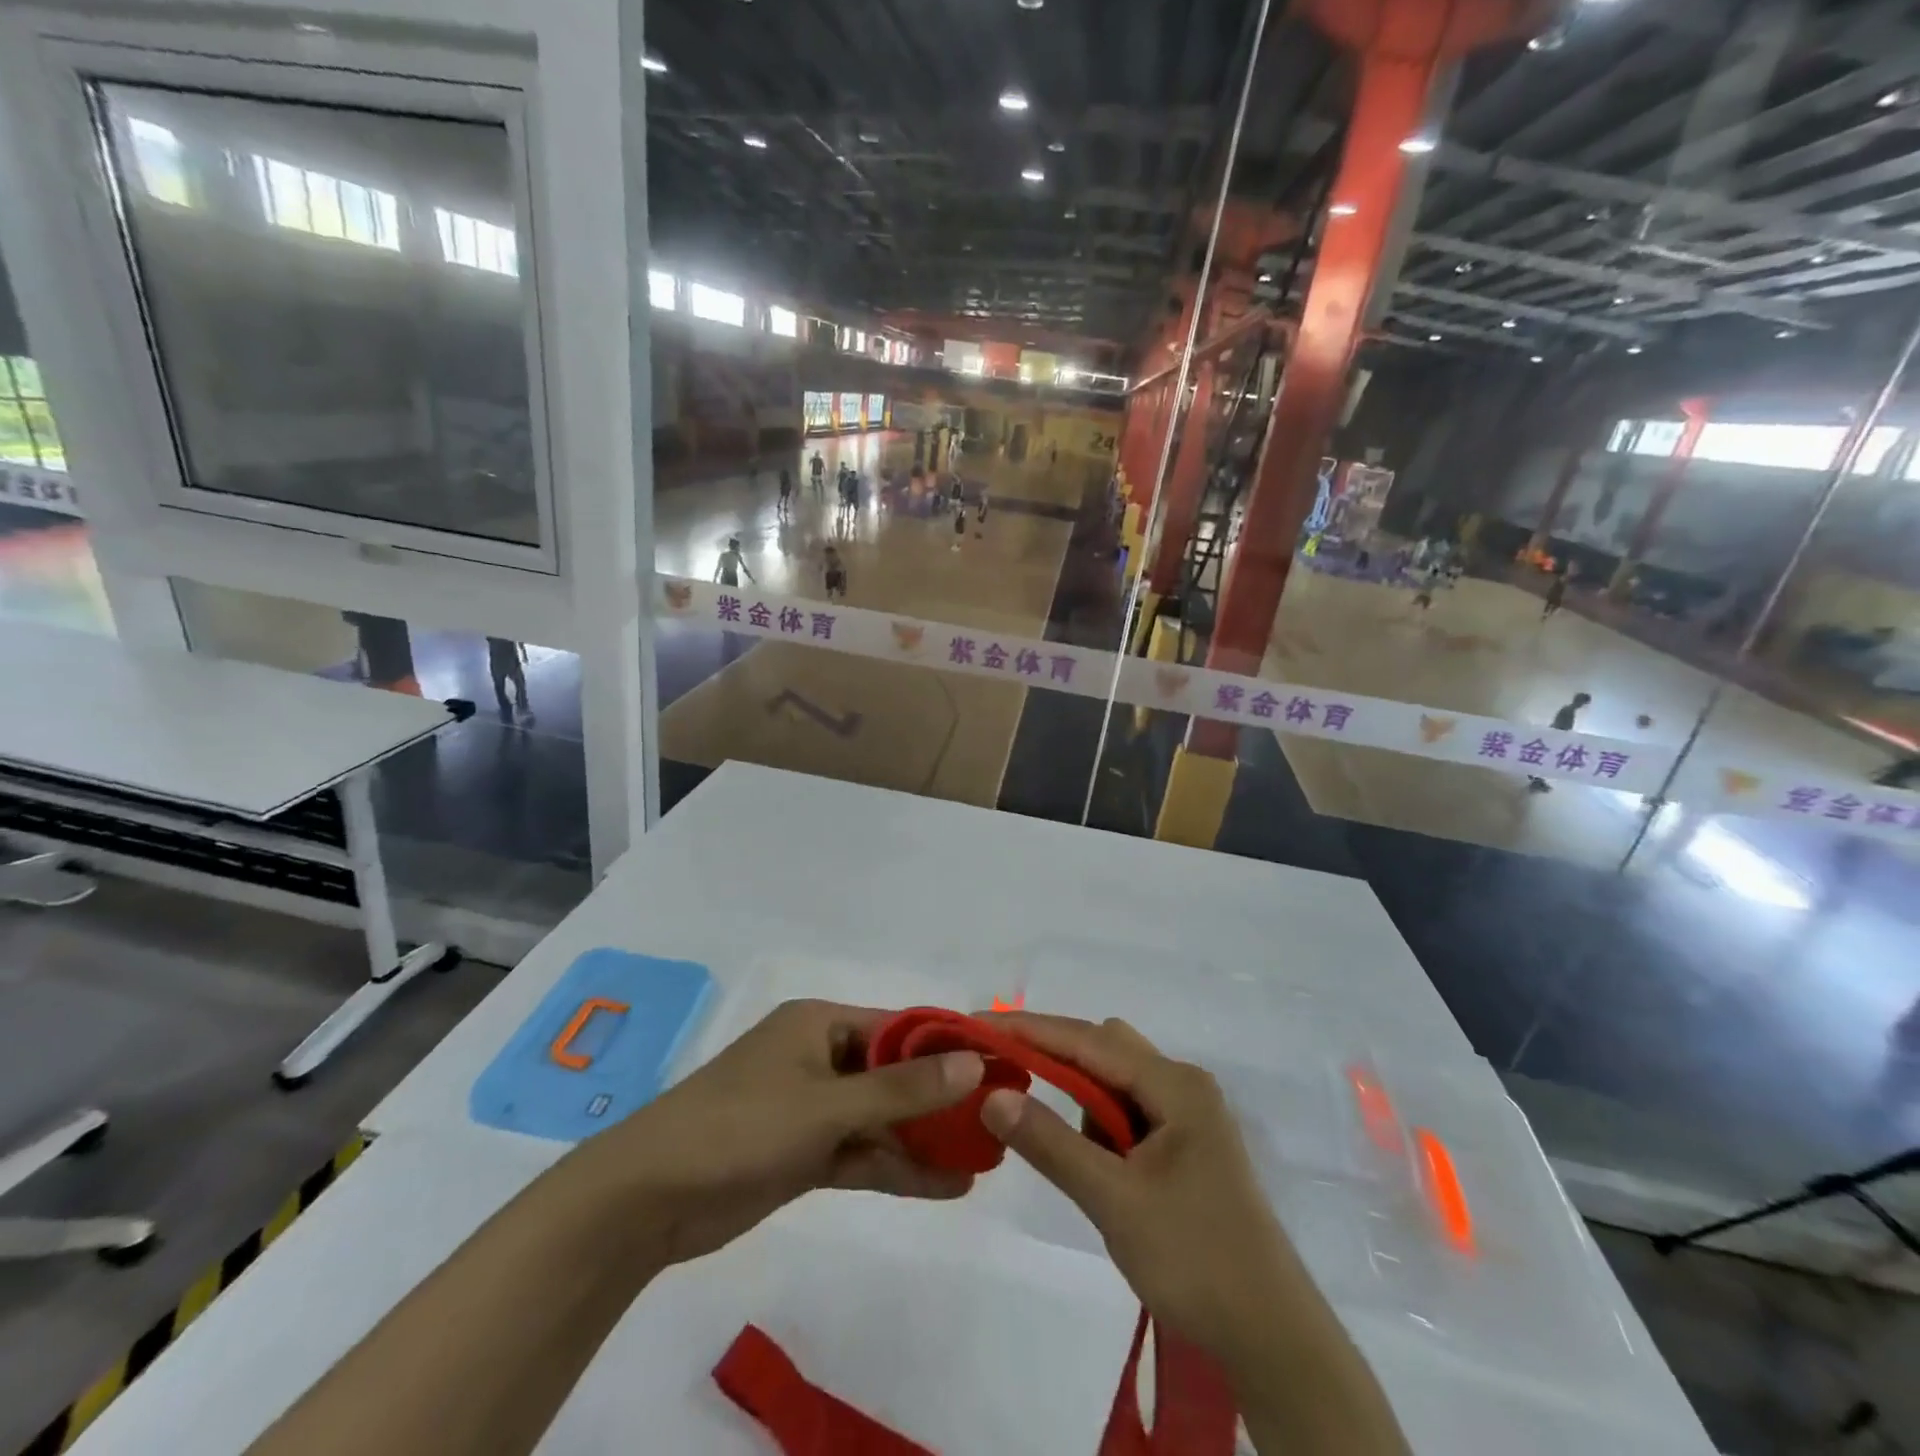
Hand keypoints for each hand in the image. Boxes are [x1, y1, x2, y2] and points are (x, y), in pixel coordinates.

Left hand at [584, 999, 984, 1269]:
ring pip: (880, 1118)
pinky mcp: (802, 1153)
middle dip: (940, 1098)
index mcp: (820, 1023)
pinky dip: (897, 1168)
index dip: (947, 1046)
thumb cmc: (741, 1125)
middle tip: (997, 1119)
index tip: (996, 1065)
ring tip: (983, 1158)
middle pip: (893, 1074)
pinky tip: (945, 1185)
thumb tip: (972, 1063)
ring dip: (924, 1139)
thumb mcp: (826, 1104)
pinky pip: (861, 1154)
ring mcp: (810, 1108)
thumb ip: (900, 1089)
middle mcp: (819, 1057)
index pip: (898, 1027)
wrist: (648, 1198)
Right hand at [979, 1012, 1295, 1377]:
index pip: (1088, 1040)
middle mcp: (1184, 1085)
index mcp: (1176, 1085)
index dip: (1030, 1029)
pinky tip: (1093, 1163)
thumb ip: (1050, 1143)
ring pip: (1116, 1081)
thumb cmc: (1194, 1259)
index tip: (978, 1025)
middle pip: (1105, 1049)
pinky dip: (1100, 1123)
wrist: (1272, 1339)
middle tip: (1005, 1077)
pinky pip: (1130, 1111)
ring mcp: (1189, 1115)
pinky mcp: (1187, 1145)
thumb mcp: (1112, 1199)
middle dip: (1054, 1058)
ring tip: (1059, 1142)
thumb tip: (992, 1095)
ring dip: (1079, 1097)